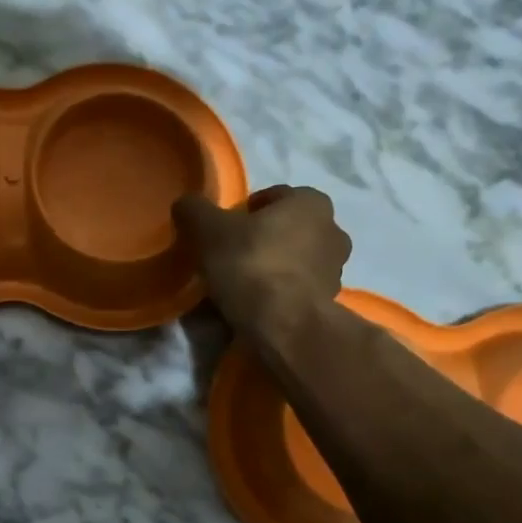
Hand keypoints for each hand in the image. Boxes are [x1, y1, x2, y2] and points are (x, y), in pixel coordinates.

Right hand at [173, 185, 351, 335]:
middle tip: (231, 256)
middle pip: (287, 229)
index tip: (225, 231)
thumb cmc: (251, 264)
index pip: (274, 197)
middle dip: (263, 239)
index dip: (246, 212)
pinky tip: (256, 306)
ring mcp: (335, 269)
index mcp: (311, 202)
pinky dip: (280, 293)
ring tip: (242, 286)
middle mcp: (333, 230)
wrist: (284, 325)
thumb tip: (186, 204)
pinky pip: (297, 289)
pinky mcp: (330, 303)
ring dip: (273, 267)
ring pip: (294, 260)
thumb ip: (195, 210)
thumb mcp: (209, 231)